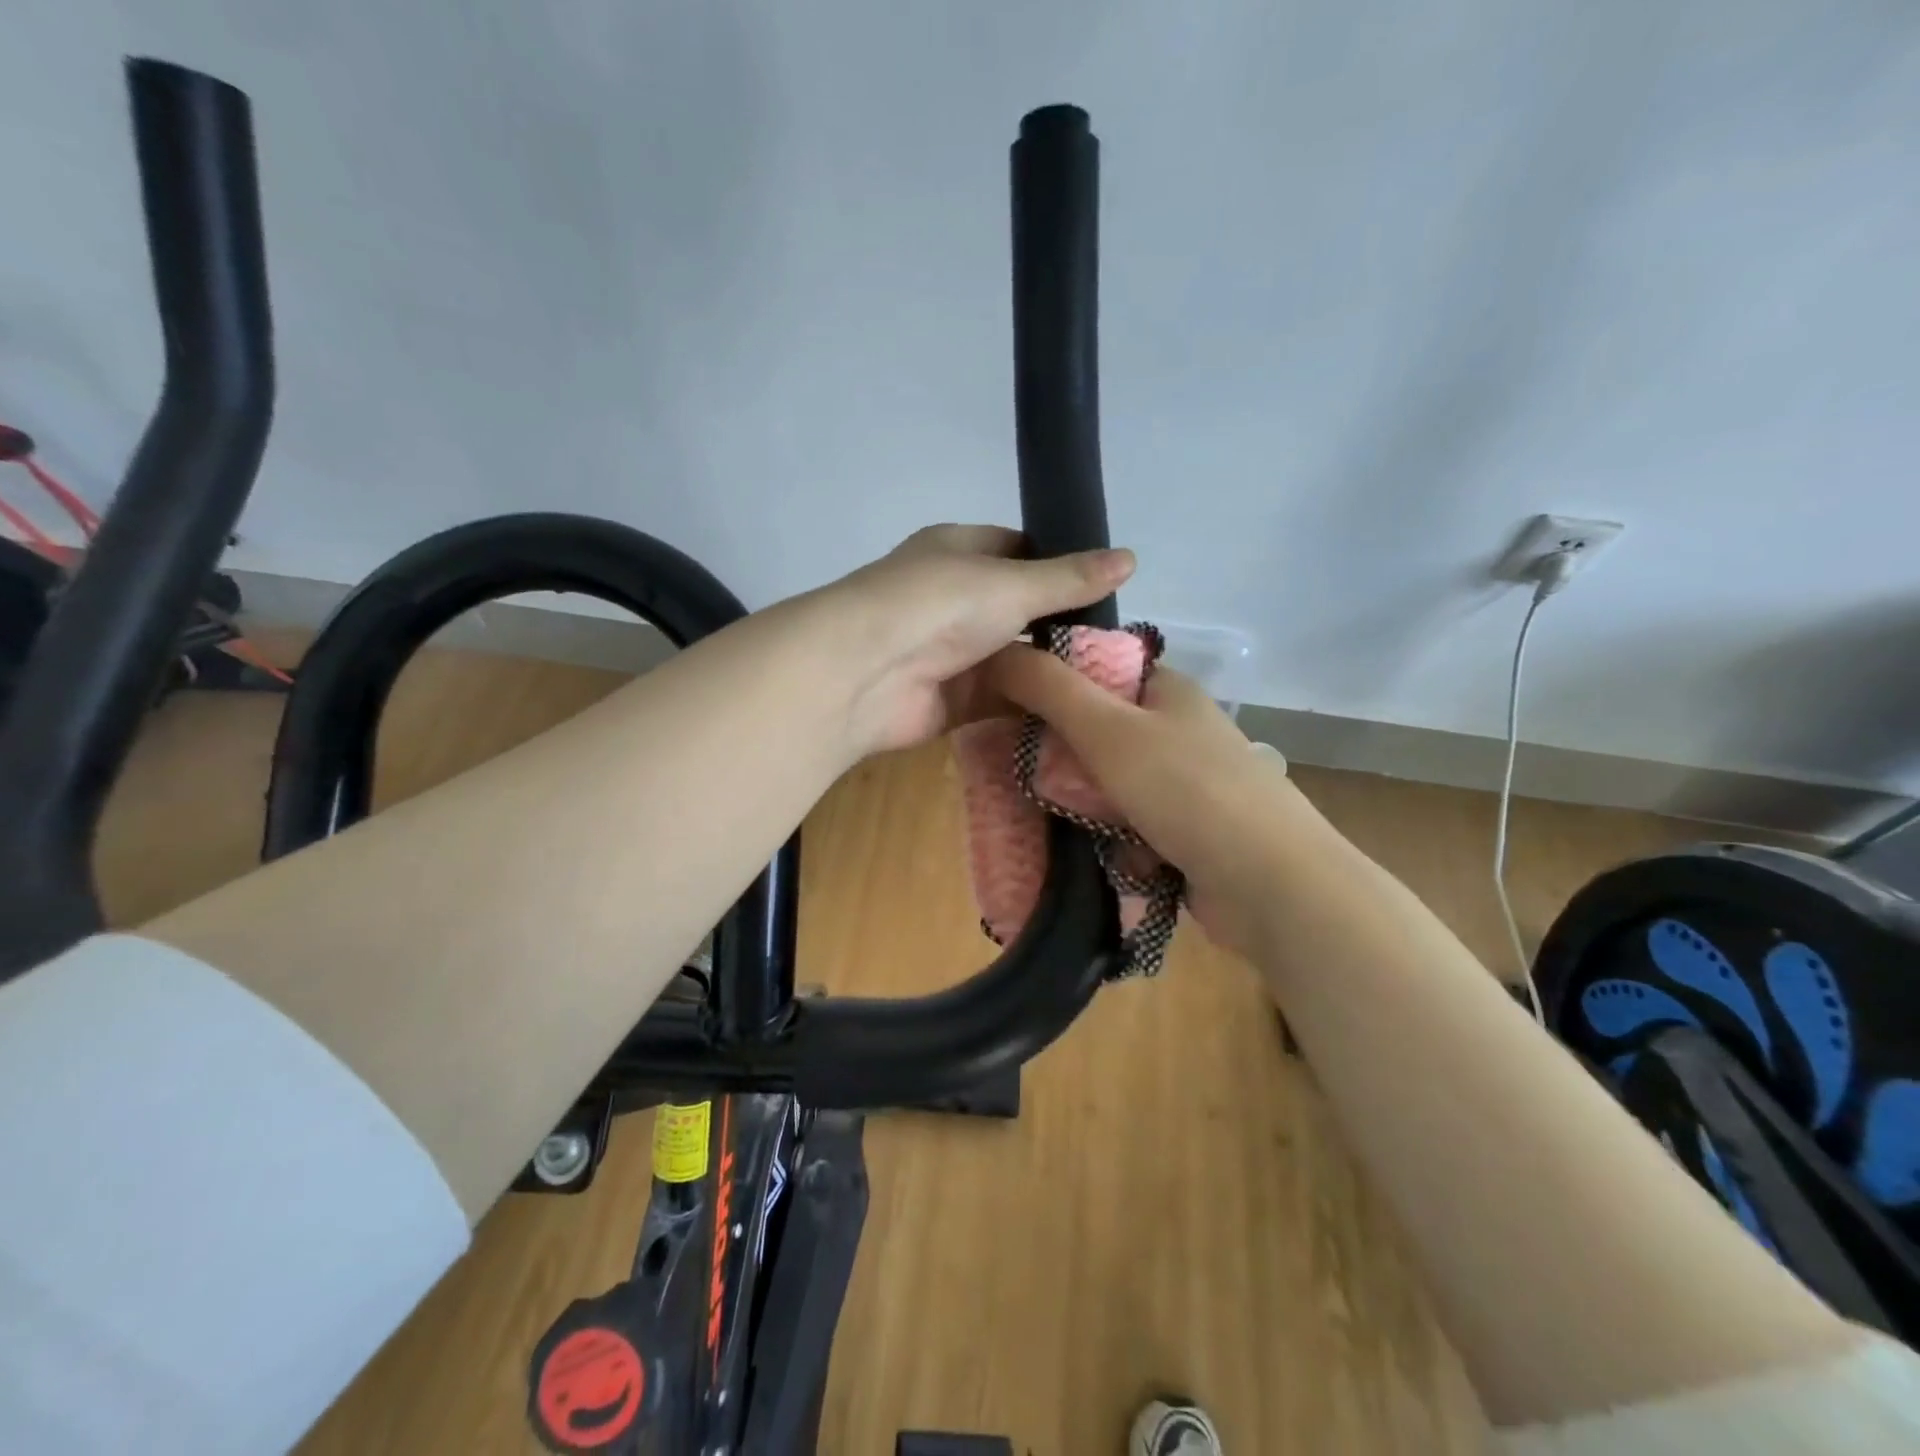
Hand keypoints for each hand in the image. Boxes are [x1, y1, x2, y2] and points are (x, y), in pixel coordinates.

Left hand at [820, 524, 1134, 756]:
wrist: (864, 674)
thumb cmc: (938, 605)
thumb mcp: (1012, 583)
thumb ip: (1069, 579)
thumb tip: (1130, 558)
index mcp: (958, 552)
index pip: (1017, 549)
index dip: (1059, 563)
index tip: (1106, 586)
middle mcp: (953, 599)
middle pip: (1018, 610)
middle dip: (1061, 625)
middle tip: (1120, 643)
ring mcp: (950, 652)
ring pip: (1012, 658)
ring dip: (1050, 670)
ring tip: (1113, 681)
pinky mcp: (950, 701)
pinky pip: (1001, 701)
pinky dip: (1033, 706)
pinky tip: (1078, 713)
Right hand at [985, 646, 1299, 957]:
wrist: (1271, 886)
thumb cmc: (1187, 791)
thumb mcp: (1108, 730)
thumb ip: (1050, 689)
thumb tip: (996, 650)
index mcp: (1166, 691)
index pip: (1094, 670)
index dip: (1047, 683)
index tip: (1002, 709)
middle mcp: (1176, 731)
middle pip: (1096, 730)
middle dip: (1057, 754)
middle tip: (1013, 771)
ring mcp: (1183, 785)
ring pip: (1107, 782)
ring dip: (1079, 801)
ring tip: (1039, 816)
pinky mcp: (1184, 833)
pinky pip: (1126, 825)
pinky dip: (1106, 837)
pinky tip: (1085, 851)